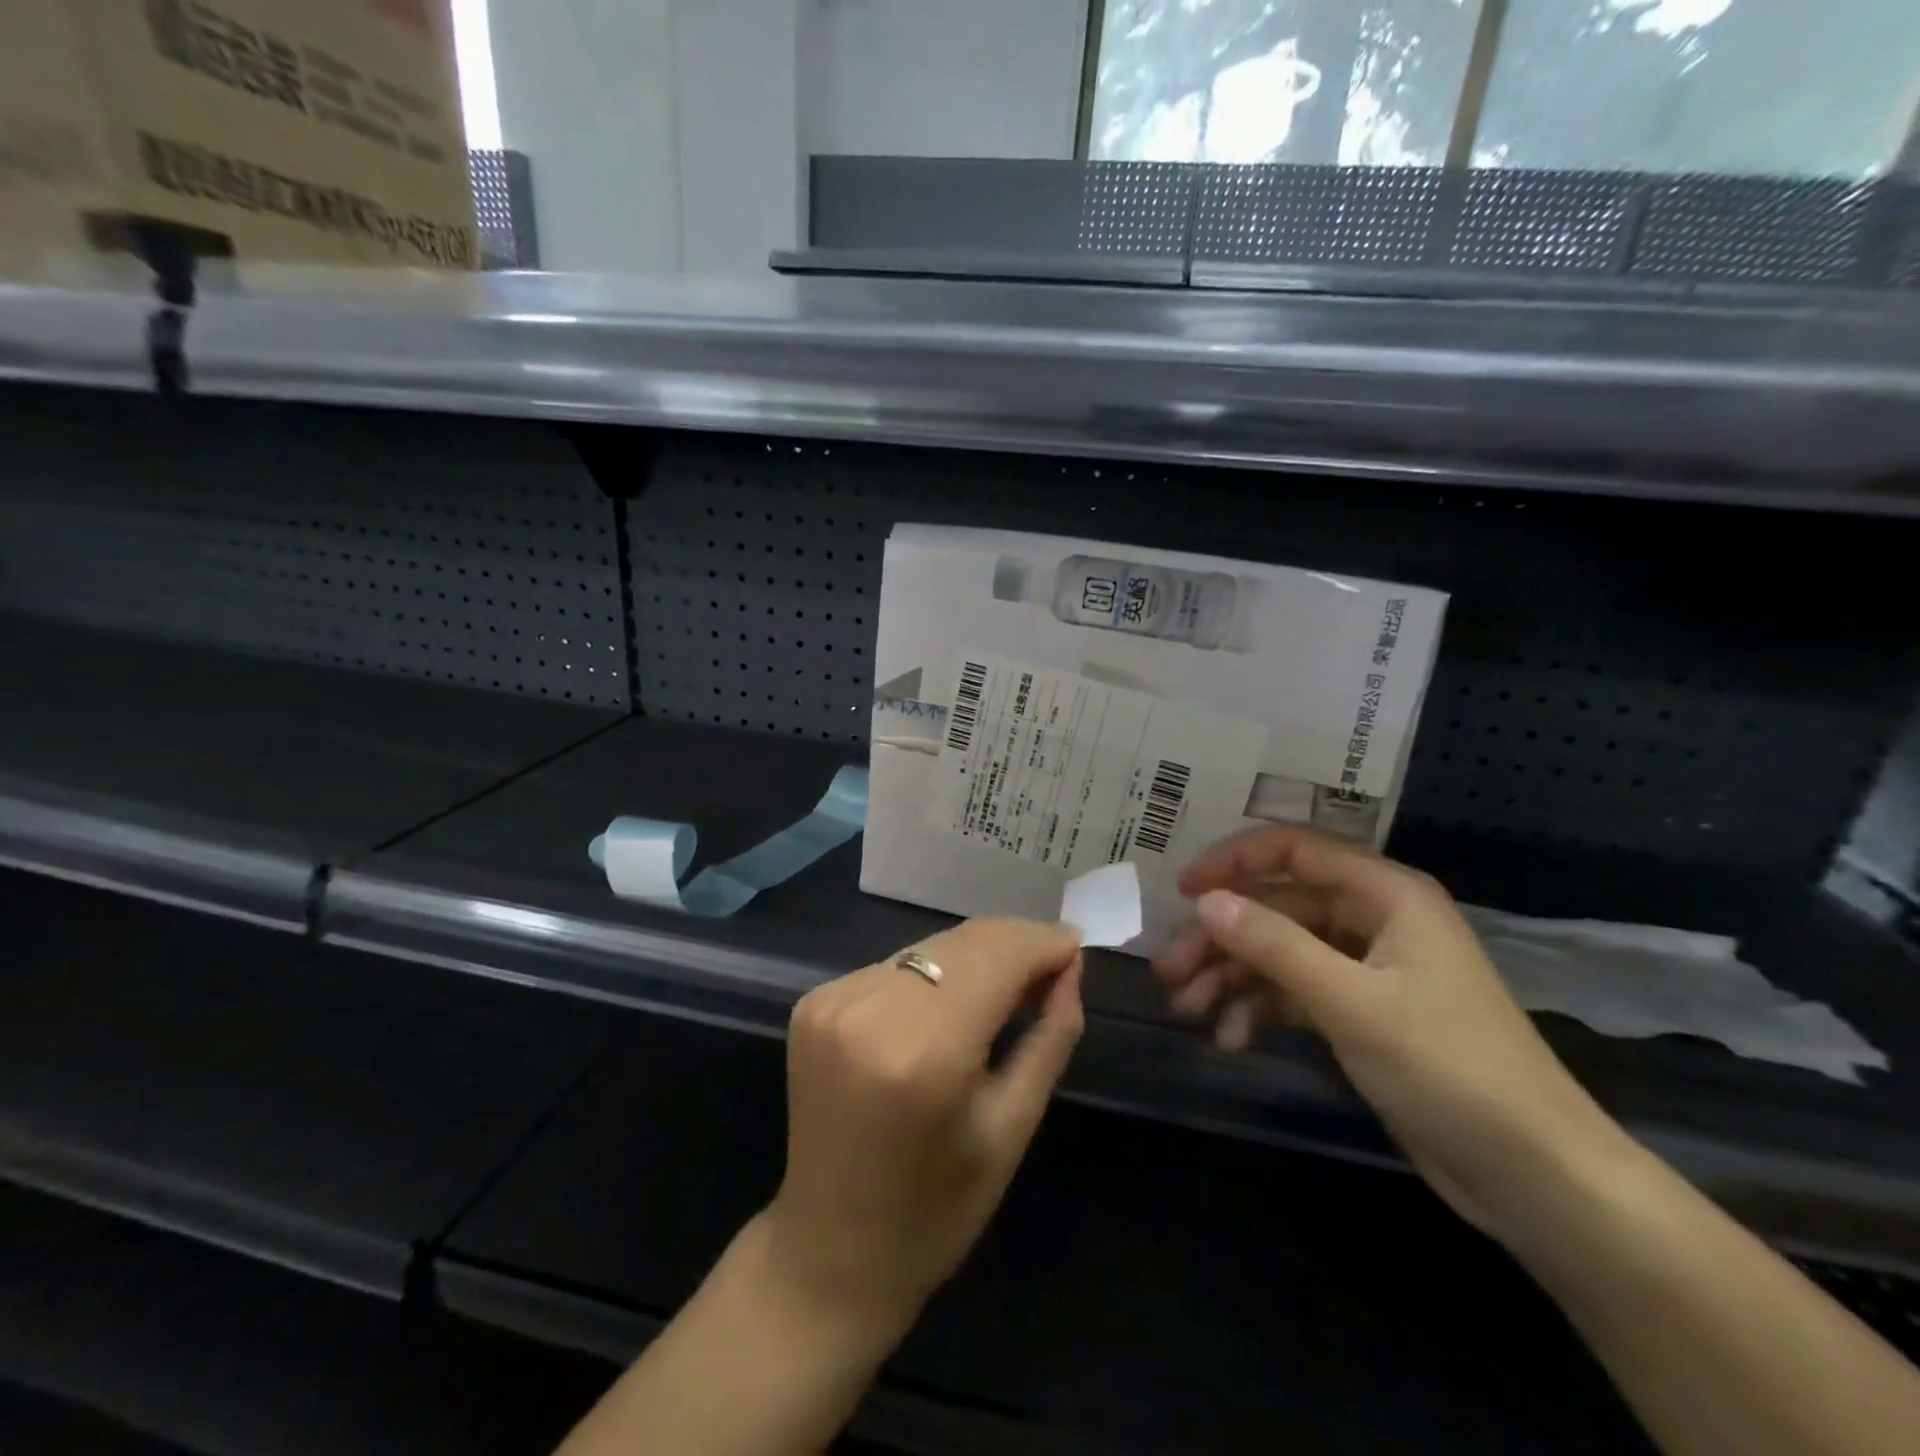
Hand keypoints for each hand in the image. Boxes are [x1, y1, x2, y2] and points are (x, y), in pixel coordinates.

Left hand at [768, 918, 1083, 1337]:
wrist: (829, 1252)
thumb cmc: (936, 1209)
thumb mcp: (1012, 1127)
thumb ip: (1050, 1035)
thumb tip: (1068, 966)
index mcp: (923, 1050)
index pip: (996, 957)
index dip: (1041, 943)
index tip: (1076, 947)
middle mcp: (870, 1008)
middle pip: (961, 942)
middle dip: (1014, 944)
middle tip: (1053, 965)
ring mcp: (833, 1000)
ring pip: (929, 949)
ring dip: (975, 956)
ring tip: (1010, 984)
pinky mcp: (813, 1001)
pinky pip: (895, 967)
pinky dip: (933, 976)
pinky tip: (951, 1005)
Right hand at [1154, 826, 1618, 1238]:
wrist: (1534, 1176)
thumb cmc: (1449, 1069)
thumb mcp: (1351, 1002)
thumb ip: (1274, 945)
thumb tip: (1205, 902)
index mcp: (1386, 894)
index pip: (1294, 850)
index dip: (1233, 861)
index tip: (1182, 891)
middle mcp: (1374, 919)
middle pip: (1277, 907)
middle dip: (1222, 937)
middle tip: (1169, 970)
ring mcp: (1366, 968)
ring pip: (1280, 952)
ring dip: (1231, 976)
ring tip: (1186, 1008)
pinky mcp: (1360, 1013)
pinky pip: (1294, 992)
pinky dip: (1259, 1009)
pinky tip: (1230, 1037)